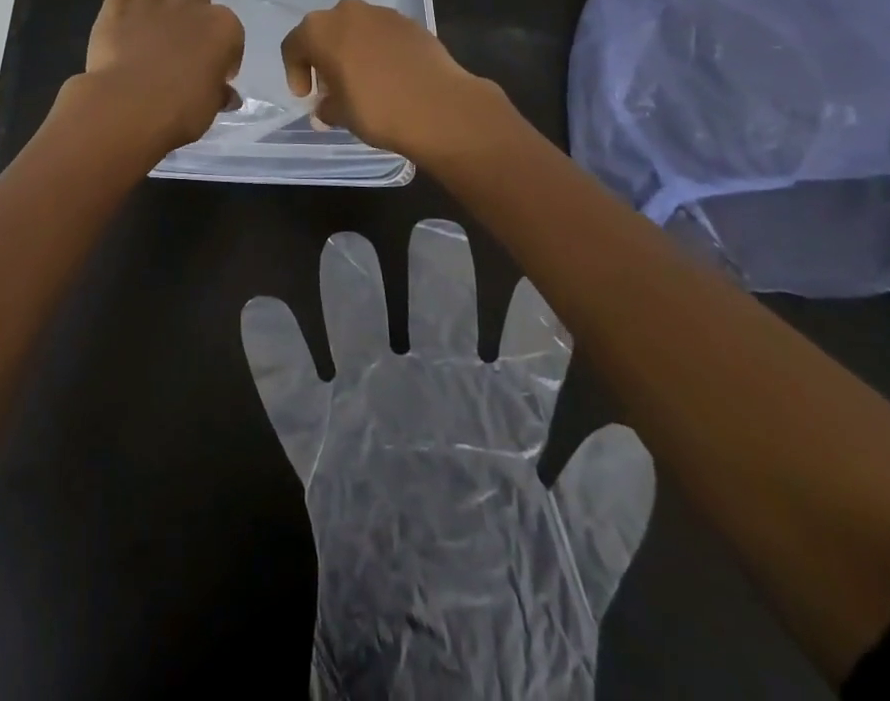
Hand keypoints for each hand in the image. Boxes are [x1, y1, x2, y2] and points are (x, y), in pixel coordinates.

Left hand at [76, 0, 243, 152]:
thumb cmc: (178, 111)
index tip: (210, 75)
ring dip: (164, 1)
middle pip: (199, 3)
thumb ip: (219, 94)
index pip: (232, 34)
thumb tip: (228, 95)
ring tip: (152, 29)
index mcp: (224, 27)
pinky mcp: (120, 1)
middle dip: (192, 23)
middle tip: (179, 53)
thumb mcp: (209, 108)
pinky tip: (127, 8)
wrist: (126, 106)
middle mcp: (193, 4)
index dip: (222, 56)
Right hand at [242, 221, 654, 699]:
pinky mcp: (323, 448)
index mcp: (499, 422)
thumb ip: (599, 510)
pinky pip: (289, 395)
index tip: (531, 270)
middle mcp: (436, 401)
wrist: (435, 672)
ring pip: (360, 335)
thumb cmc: (506, 611)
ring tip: (344, 249)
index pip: (522, 355)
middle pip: (438, 323)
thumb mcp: (569, 566)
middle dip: (439, 277)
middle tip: (436, 232)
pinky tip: (261, 312)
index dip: (530, 318)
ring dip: (350, 295)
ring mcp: (375, 416)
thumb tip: (628, 441)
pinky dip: (274, 356)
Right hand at [280, 0, 505, 164]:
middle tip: (331, 86)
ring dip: (352, 50)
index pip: (293, 46)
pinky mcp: (410, 22)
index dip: (294, 72)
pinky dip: (378, 50)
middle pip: (325, 32)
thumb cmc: (376, 109)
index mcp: (320, 30)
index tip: (306, 96)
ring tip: (362, 80)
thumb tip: (326, 107)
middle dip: (324, 57)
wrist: (439, 107)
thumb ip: (326, 106)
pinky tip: (388, 75)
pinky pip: (383, 34)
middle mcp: (347, 12)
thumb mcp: (340, 114)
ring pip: (355, 29)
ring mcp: (382, 13)